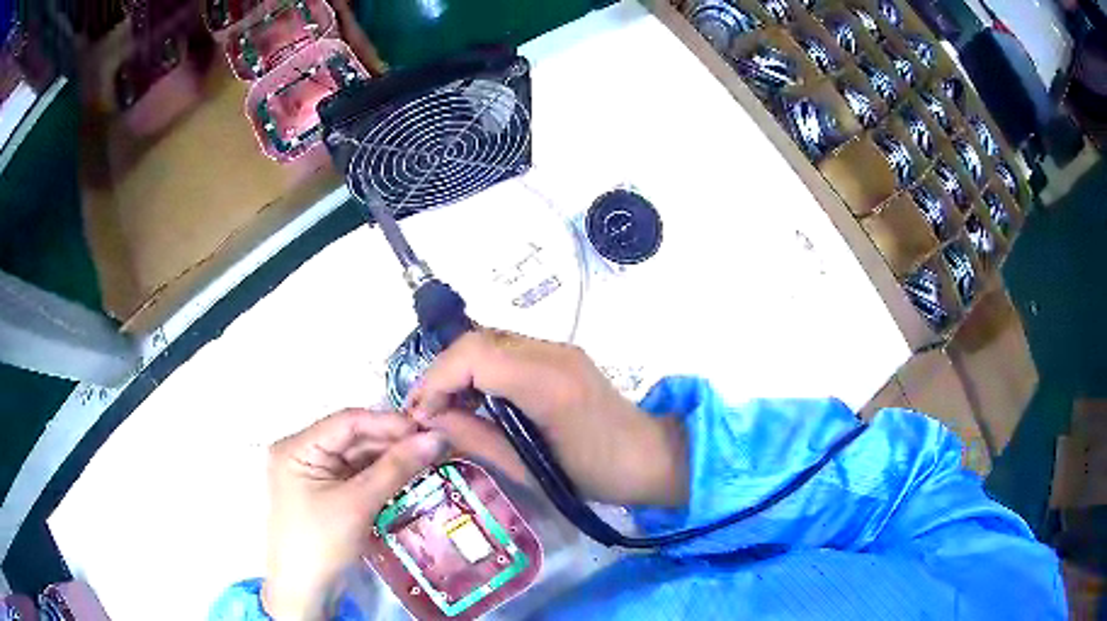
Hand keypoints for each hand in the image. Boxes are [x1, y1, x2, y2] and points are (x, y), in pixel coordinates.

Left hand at [262, 409, 446, 619]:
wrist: (306, 591)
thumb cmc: (322, 543)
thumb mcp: (358, 503)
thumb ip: (396, 468)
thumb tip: (435, 438)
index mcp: (297, 446)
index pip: (347, 422)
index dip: (388, 423)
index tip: (427, 430)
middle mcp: (303, 453)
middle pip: (353, 438)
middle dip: (393, 442)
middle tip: (435, 446)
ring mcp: (315, 474)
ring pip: (358, 457)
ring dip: (391, 459)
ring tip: (429, 459)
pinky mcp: (327, 493)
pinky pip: (358, 476)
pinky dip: (382, 476)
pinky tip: (409, 476)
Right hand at [407, 331, 687, 506]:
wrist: (649, 457)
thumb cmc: (595, 475)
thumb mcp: (528, 469)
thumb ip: (475, 438)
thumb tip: (430, 419)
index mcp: (548, 383)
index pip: (474, 356)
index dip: (436, 379)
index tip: (419, 413)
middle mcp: (552, 352)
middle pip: (478, 340)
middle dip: (442, 372)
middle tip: (426, 410)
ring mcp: (559, 348)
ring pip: (490, 340)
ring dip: (459, 368)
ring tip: (445, 406)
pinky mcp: (560, 353)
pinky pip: (507, 349)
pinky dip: (481, 368)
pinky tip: (475, 397)